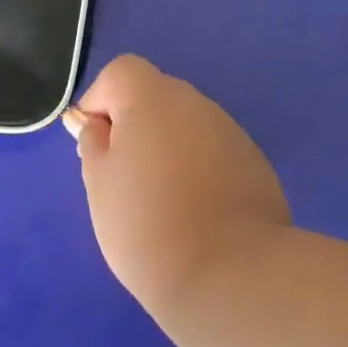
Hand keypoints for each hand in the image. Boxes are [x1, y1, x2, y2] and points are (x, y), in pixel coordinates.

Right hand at [65, 55, 290, 313]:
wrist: (227, 274)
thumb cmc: (146, 225)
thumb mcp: (98, 183)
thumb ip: (93, 142)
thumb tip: (95, 123)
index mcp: (155, 99)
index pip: (121, 72)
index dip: (101, 101)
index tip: (96, 146)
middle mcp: (197, 104)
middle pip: (156, 97)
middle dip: (135, 127)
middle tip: (124, 179)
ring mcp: (232, 133)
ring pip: (186, 127)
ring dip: (168, 149)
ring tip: (161, 203)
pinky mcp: (254, 164)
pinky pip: (213, 153)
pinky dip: (198, 170)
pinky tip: (196, 213)